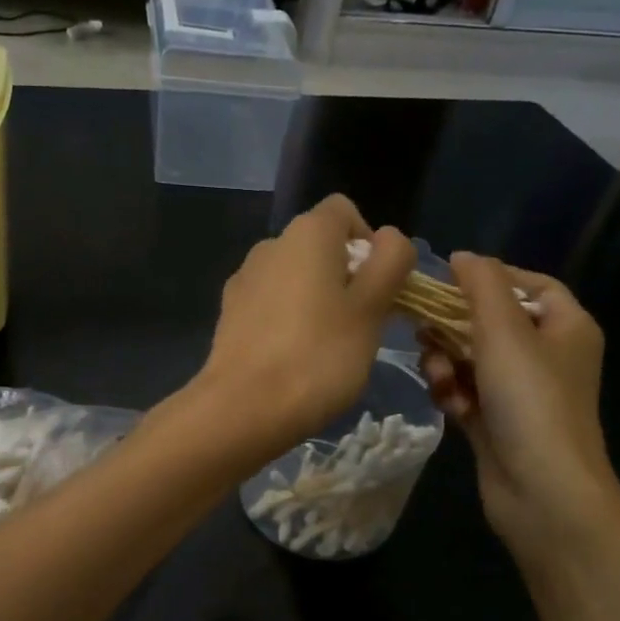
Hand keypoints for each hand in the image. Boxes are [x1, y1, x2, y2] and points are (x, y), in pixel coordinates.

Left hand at [198, 195, 415, 458]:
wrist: (244, 408)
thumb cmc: (319, 355)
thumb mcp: (372, 308)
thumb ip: (390, 262)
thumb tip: (389, 239)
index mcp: (306, 233)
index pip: (345, 212)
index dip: (370, 242)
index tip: (378, 286)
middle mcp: (270, 245)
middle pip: (319, 246)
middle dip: (345, 276)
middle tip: (361, 324)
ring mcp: (244, 280)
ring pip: (294, 278)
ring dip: (316, 300)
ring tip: (327, 348)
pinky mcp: (229, 314)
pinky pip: (270, 305)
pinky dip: (287, 321)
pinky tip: (293, 359)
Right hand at [420, 254, 619, 556]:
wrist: (543, 492)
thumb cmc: (531, 401)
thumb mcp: (505, 330)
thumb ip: (482, 286)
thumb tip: (462, 256)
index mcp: (566, 328)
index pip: (532, 285)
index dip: (493, 277)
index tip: (451, 280)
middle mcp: (547, 357)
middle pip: (493, 322)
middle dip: (456, 326)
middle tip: (423, 327)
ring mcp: (521, 393)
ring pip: (472, 359)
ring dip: (448, 363)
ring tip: (439, 376)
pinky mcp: (497, 423)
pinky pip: (466, 393)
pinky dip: (453, 394)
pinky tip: (448, 404)